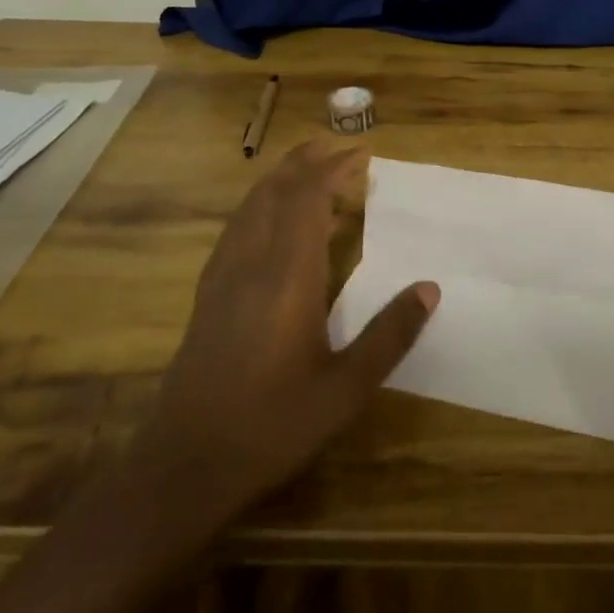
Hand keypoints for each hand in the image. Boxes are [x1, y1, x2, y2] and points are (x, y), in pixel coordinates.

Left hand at [124, 142, 435, 519]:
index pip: (307, 199)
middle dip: (305, 161)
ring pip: (250, 207)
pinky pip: (237, 229)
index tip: (363, 153)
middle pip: (274, 192)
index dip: (334, 168)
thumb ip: (389, 335)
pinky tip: (270, 222)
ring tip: (309, 170)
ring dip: (280, 179)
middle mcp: (251, 264)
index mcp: (287, 277)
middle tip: (338, 147)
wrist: (184, 465)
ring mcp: (223, 278)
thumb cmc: (272, 426)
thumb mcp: (345, 389)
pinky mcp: (208, 296)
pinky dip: (260, 206)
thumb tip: (430, 288)